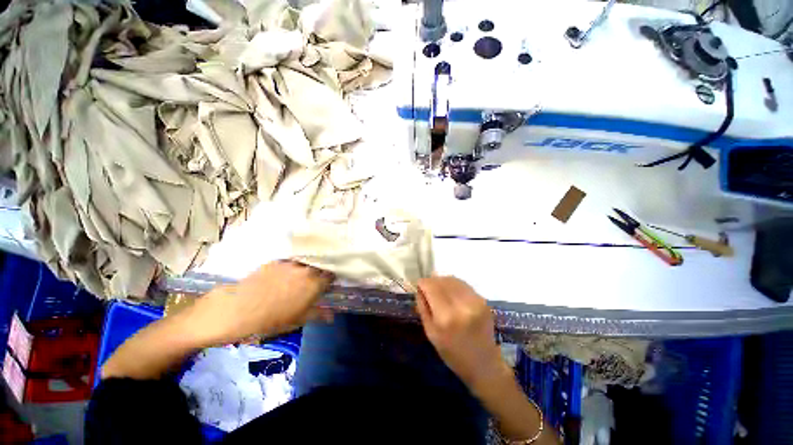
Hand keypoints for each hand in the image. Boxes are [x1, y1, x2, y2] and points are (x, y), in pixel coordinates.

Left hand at [182, 261, 334, 345]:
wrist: (239, 309)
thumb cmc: (272, 319)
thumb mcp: (298, 320)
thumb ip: (318, 314)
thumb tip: (332, 316)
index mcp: (315, 283)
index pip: (331, 276)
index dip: (330, 280)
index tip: (327, 286)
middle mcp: (307, 269)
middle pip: (319, 267)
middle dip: (319, 274)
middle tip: (312, 284)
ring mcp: (291, 264)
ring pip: (305, 263)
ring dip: (305, 270)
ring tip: (297, 280)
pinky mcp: (277, 261)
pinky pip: (290, 263)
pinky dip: (290, 268)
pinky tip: (281, 277)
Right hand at [415, 276, 506, 387]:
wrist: (483, 364)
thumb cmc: (452, 352)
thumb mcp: (430, 333)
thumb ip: (423, 307)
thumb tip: (420, 288)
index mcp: (445, 316)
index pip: (430, 285)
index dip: (422, 283)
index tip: (419, 287)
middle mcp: (461, 305)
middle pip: (441, 280)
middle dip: (432, 282)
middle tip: (429, 289)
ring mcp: (475, 301)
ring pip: (453, 279)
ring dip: (443, 282)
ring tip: (440, 291)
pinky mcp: (483, 300)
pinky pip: (463, 285)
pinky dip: (454, 286)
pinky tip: (452, 294)